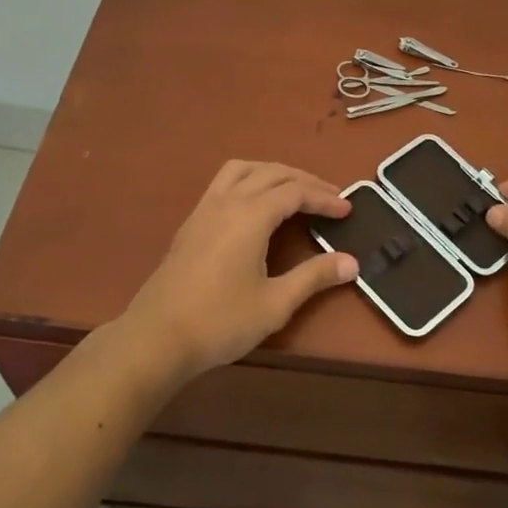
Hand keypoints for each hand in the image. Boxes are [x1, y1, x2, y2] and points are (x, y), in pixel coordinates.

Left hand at [119, 161, 357, 380]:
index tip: (348, 209)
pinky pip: (225, 182)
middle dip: (305, 181)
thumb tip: (352, 262)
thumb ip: (314, 277)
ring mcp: (205, 209)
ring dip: (274, 172)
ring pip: (244, 169)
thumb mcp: (275, 303)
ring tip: (294, 190)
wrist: (156, 337)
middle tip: (331, 197)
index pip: (295, 192)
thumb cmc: (220, 322)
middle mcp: (227, 201)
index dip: (324, 197)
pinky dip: (249, 180)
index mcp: (250, 215)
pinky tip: (255, 204)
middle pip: (272, 173)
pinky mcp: (191, 222)